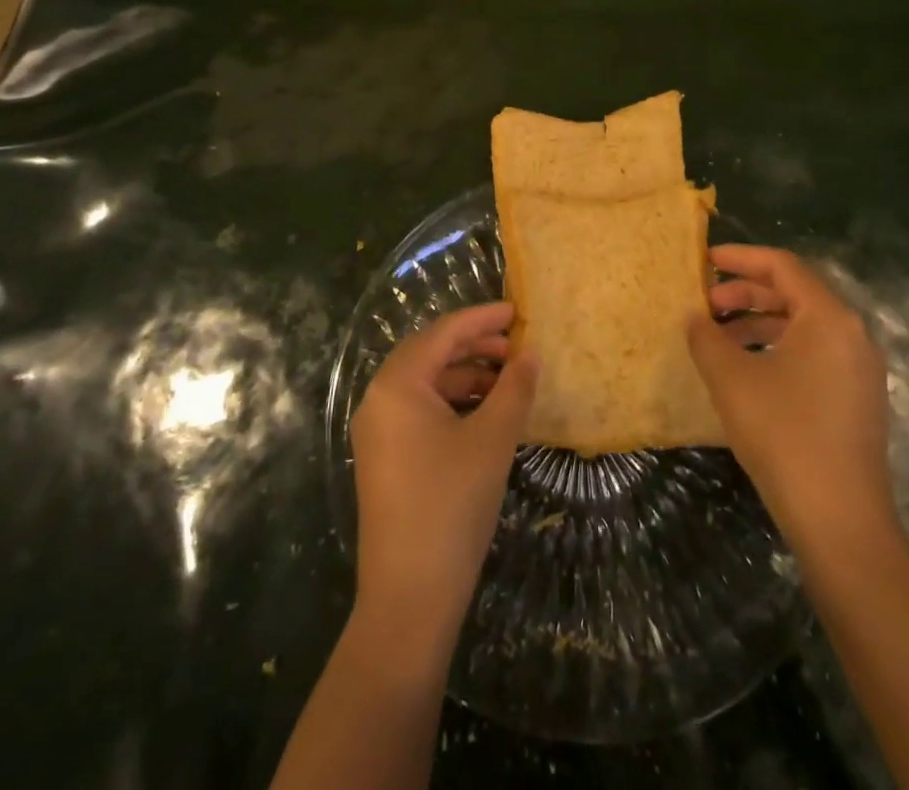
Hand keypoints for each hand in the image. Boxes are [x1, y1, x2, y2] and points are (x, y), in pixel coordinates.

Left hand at [351, 301, 537, 646]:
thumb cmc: (452, 503)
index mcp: (397, 383)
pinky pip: (421, 412)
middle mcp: (379, 399)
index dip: (483, 318)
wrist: (410, 597)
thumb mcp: (492, 439)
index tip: (519, 311)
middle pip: (431, 354)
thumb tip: (531, 354)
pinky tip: (486, 415)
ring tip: (509, 382)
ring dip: (467, 376)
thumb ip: (514, 388)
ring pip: (427, 384)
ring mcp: (378, 431)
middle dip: (476, 346)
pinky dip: (454, 404)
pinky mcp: (384, 459)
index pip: (444, 332)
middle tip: (518, 348)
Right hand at [687, 245, 900, 560]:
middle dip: (746, 293)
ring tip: (719, 337)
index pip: (782, 266)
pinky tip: (746, 369)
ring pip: (803, 326)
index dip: (741, 258)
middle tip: (706, 302)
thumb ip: (706, 338)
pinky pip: (813, 353)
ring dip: (759, 322)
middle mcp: (852, 334)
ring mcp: (859, 369)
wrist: (841, 521)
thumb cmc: (784, 434)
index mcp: (828, 317)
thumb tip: (695, 317)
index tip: (706, 259)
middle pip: (794, 293)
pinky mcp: (857, 399)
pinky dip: (777, 347)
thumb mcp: (731, 379)